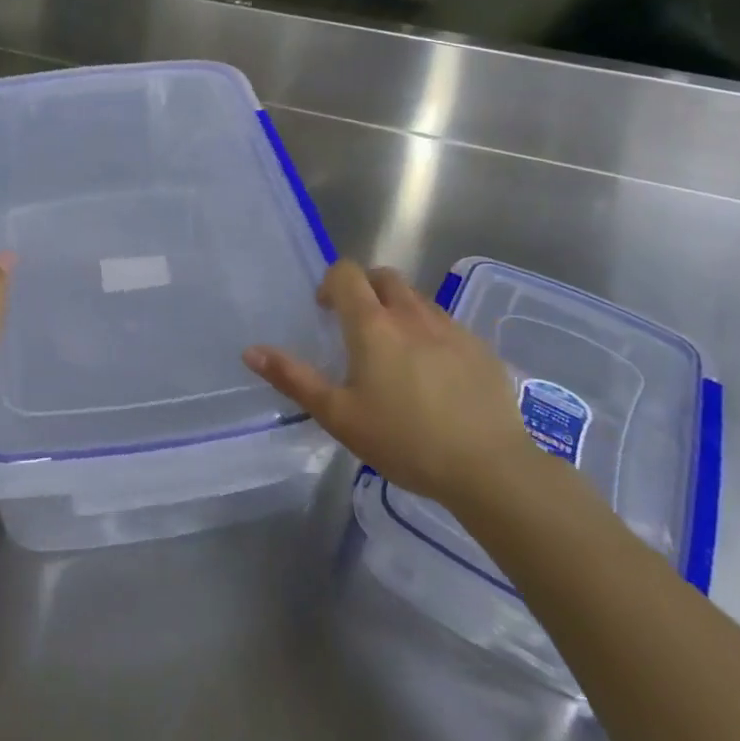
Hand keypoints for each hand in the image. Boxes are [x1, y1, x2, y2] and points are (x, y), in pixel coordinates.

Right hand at [243, 261, 535, 507]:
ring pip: (416, 298)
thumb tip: (251, 351)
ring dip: (398, 309)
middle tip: (357, 326)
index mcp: (372, 325)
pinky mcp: (479, 347)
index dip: (331, 282)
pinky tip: (434, 374)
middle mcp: (410, 314)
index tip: (326, 312)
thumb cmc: (403, 441)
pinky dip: (430, 332)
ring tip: (395, 352)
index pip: (346, 273)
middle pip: (383, 276)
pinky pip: (446, 323)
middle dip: (365, 289)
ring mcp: (450, 327)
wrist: (489, 467)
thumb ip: (294, 379)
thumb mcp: (339, 416)